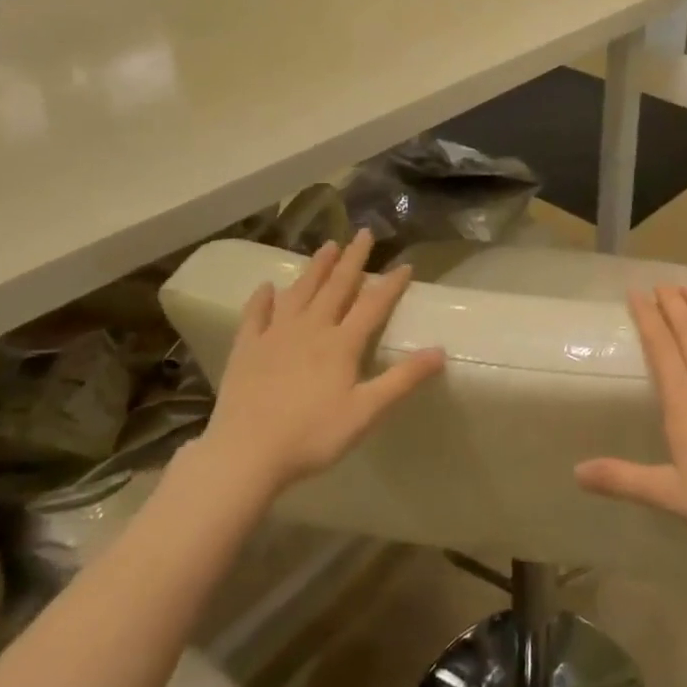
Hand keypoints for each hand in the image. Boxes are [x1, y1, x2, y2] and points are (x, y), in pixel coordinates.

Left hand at [198, 229, 444, 498]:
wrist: (245, 453)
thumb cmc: (312, 436)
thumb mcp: (366, 412)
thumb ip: (402, 379)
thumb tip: (440, 351)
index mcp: (341, 344)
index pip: (372, 305)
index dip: (390, 284)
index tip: (405, 264)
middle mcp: (310, 329)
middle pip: (336, 287)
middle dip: (353, 259)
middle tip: (363, 233)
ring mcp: (275, 336)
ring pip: (299, 292)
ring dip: (315, 268)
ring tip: (328, 245)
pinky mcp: (246, 349)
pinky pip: (256, 315)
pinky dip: (262, 299)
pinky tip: (267, 287)